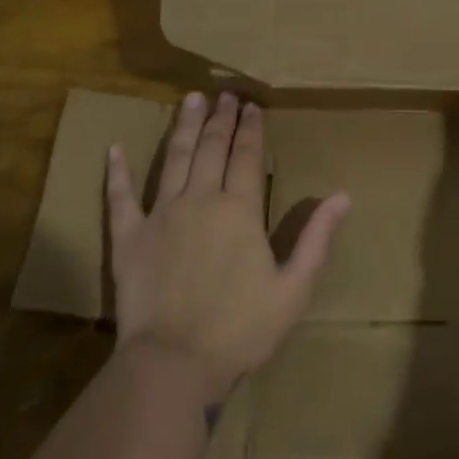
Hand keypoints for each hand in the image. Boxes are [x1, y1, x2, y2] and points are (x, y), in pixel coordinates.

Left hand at [106, 91, 348, 404]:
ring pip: (175, 159)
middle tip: (225, 94)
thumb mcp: (294, 289)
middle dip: (221, 119)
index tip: (252, 106)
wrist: (173, 365)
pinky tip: (115, 148)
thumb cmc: (240, 330)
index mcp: (239, 210)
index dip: (251, 129)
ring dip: (184, 127)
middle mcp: (200, 200)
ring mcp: (160, 215)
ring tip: (191, 100)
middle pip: (212, 148)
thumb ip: (316, 238)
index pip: (247, 156)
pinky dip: (118, 171)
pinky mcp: (128, 237)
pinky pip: (121, 197)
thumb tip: (343, 196)